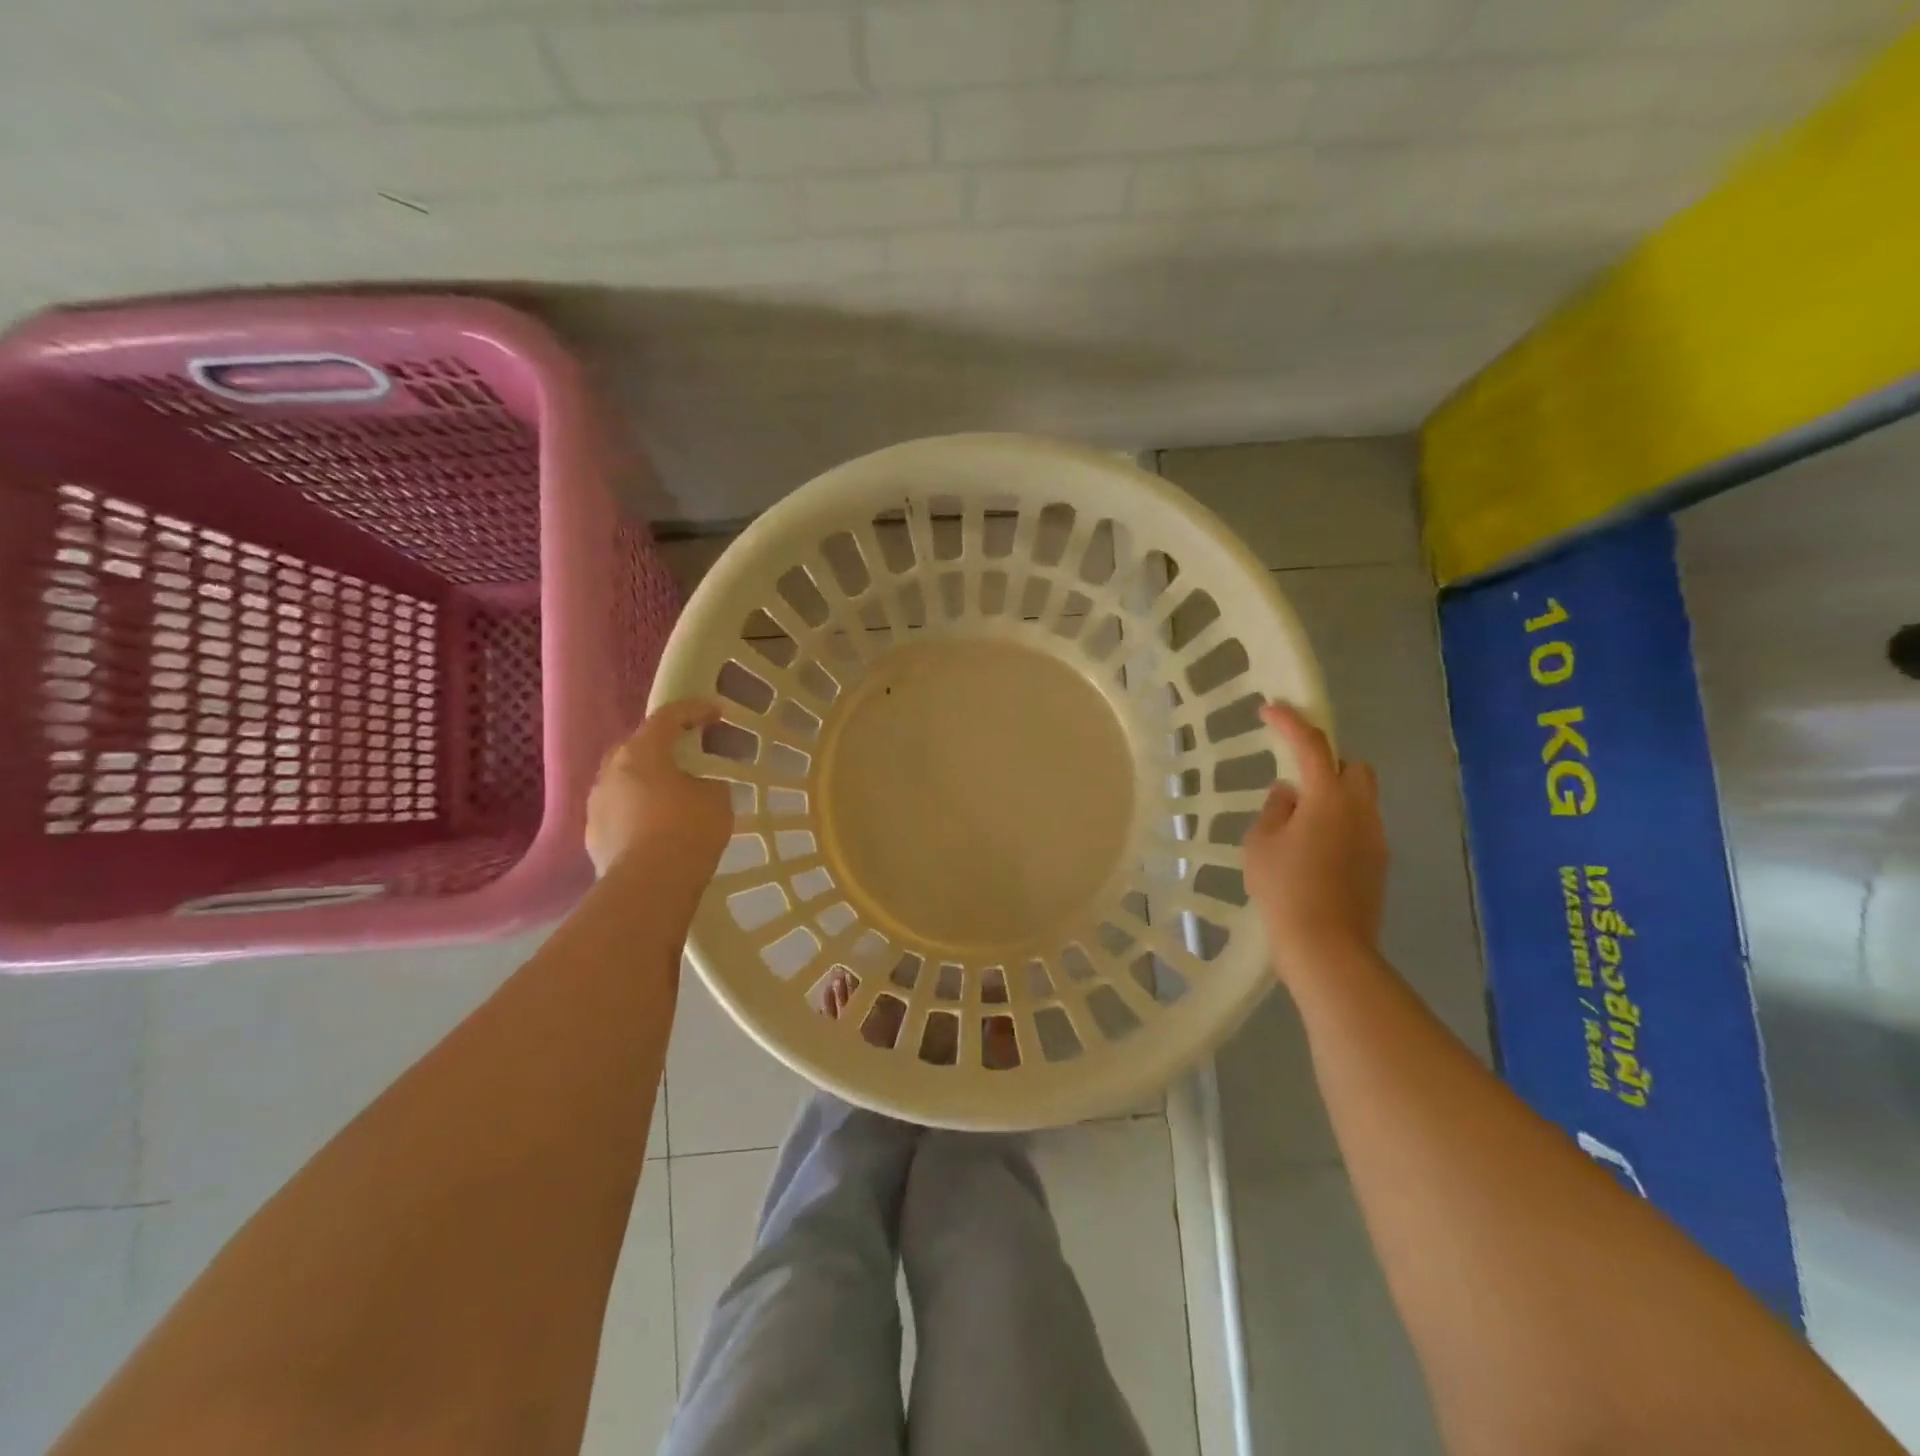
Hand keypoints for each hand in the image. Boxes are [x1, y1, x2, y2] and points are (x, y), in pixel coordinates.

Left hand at [586, 700, 732, 878]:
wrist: (649, 886)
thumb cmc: (688, 830)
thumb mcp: (716, 798)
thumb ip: (706, 782)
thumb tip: (697, 787)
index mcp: (641, 752)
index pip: (668, 717)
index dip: (694, 711)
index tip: (716, 714)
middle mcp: (611, 772)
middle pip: (636, 747)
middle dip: (661, 746)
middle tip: (686, 753)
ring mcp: (597, 805)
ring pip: (624, 782)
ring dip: (646, 782)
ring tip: (671, 795)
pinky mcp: (593, 836)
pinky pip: (619, 812)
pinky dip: (637, 812)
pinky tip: (655, 827)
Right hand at [1243, 702, 1387, 983]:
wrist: (1327, 947)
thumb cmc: (1285, 889)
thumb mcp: (1261, 845)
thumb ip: (1274, 810)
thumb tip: (1289, 795)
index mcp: (1328, 798)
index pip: (1311, 745)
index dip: (1290, 723)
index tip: (1270, 709)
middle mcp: (1360, 811)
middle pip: (1354, 767)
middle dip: (1327, 764)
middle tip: (1296, 782)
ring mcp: (1375, 839)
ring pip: (1360, 800)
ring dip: (1333, 798)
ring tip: (1299, 826)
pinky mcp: (1379, 865)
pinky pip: (1360, 828)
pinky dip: (1340, 826)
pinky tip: (1314, 854)